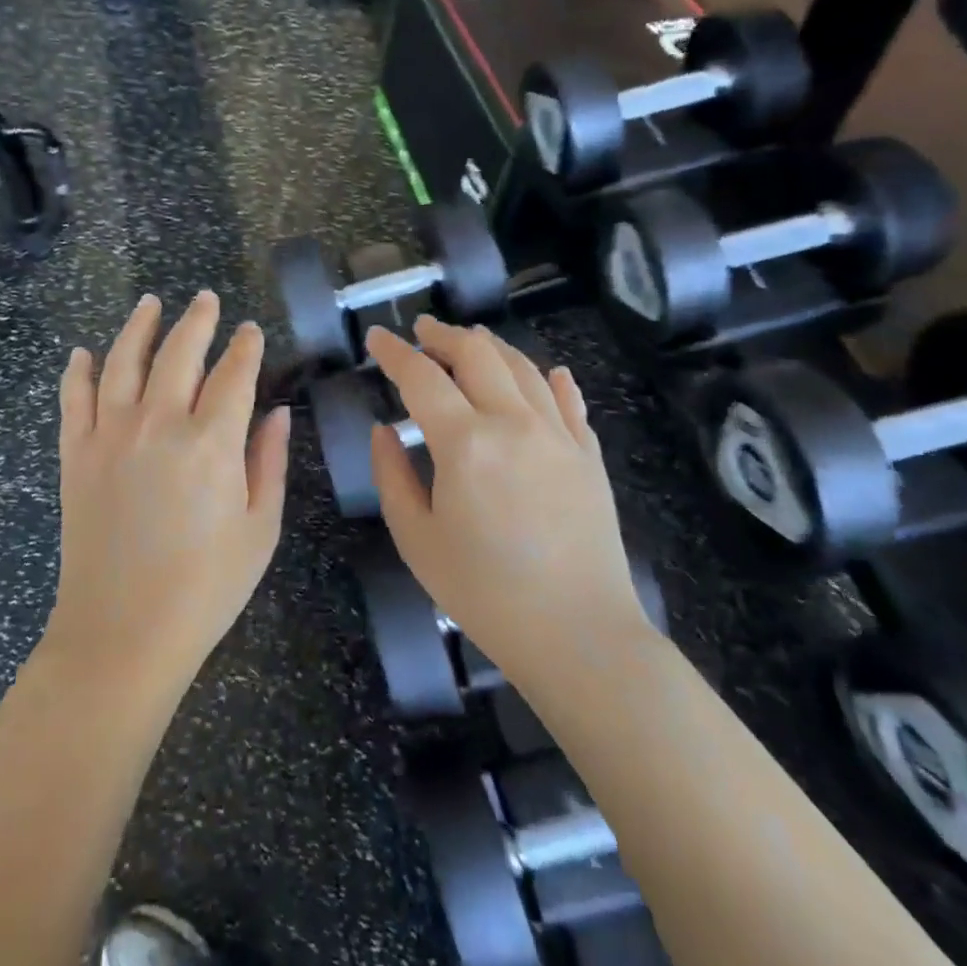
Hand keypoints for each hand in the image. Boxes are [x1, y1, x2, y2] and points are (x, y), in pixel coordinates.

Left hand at [48, 292, 291, 685]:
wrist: (122, 632)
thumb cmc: (205, 587)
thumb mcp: (260, 528)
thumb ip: (269, 462)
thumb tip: (278, 412)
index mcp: (211, 442)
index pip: (233, 374)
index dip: (245, 347)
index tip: (250, 330)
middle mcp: (158, 423)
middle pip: (179, 352)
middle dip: (197, 320)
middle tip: (206, 298)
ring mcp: (109, 435)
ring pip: (123, 361)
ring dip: (139, 326)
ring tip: (151, 303)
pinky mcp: (75, 454)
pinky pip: (73, 398)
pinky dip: (78, 371)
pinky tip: (83, 353)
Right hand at [366, 317, 652, 675]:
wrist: (578, 634)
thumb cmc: (484, 593)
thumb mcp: (417, 539)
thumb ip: (392, 476)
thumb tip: (383, 430)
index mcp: (465, 443)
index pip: (422, 377)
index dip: (394, 352)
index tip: (377, 337)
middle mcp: (514, 423)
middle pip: (477, 354)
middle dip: (443, 335)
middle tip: (421, 331)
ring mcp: (558, 435)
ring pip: (523, 368)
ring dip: (491, 347)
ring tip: (470, 340)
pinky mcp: (589, 455)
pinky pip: (569, 402)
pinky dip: (551, 380)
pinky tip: (548, 373)